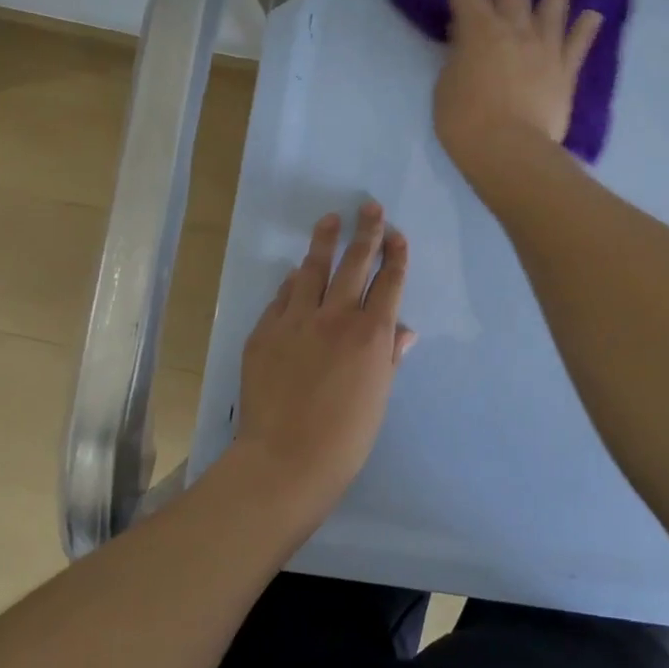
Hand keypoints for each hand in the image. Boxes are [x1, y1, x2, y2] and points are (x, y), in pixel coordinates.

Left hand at [234, 203, 413, 515]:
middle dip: (366, 231)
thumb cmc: (345, 437)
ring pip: (313, 270)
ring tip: (330, 220)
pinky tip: (295, 272)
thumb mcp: (378, 397)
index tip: (397, 235)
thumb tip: (403, 330)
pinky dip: (292, 283)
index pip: (388, 282)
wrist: (285, 460)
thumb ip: (389, 356)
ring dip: (324, 242)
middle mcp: (336, 317)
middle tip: (370, 207)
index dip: (395, 256)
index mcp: (371, 334)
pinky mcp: (265, 332)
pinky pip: (282, 297)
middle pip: (355, 263)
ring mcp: (296, 321)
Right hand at [433, 0, 602, 184]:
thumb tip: (464, 37)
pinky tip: (594, 14)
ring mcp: (544, 49)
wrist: (510, 151)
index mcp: (478, 32)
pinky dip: (586, 29)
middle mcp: (514, 30)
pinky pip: (577, 45)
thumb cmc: (465, 122)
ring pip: (554, 8)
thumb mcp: (446, 86)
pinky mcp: (564, 73)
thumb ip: (457, 57)